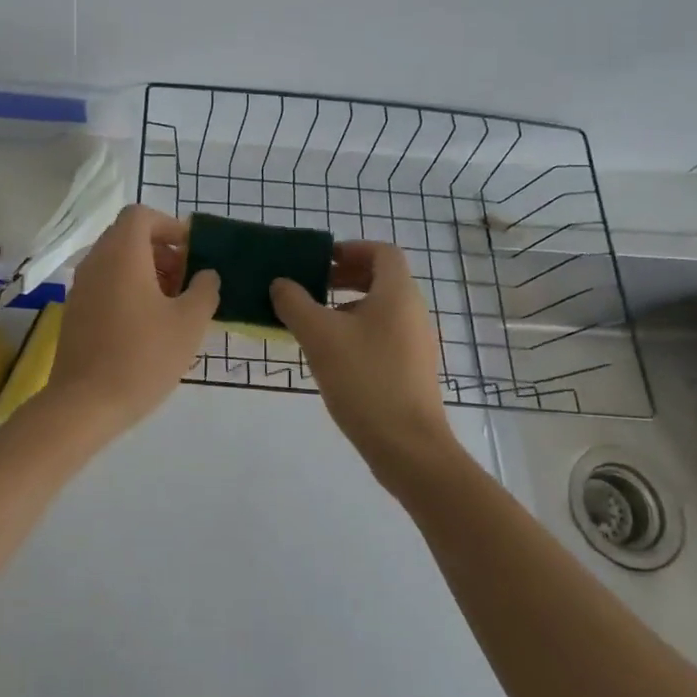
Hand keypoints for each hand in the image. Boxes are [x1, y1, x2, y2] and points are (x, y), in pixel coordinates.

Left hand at [47, 205, 219, 430]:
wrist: (85, 403)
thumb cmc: (143, 356)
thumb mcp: (189, 323)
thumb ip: (204, 290)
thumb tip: (206, 274)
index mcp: (122, 253)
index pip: (140, 215)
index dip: (169, 226)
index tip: (192, 253)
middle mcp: (96, 261)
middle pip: (128, 236)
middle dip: (161, 251)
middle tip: (186, 281)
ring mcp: (81, 286)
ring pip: (116, 261)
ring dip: (146, 271)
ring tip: (172, 305)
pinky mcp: (75, 311)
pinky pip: (104, 283)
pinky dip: (127, 289)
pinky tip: (147, 324)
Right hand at [270, 242, 457, 488]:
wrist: (408, 447)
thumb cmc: (364, 379)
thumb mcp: (319, 336)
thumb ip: (295, 303)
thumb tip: (281, 284)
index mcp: (397, 294)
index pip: (382, 252)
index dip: (351, 249)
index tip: (321, 261)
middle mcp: (412, 312)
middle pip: (382, 278)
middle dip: (345, 276)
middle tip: (311, 286)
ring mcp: (415, 343)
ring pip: (380, 308)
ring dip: (347, 305)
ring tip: (313, 322)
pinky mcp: (411, 369)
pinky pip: (383, 334)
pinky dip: (357, 330)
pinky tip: (331, 354)